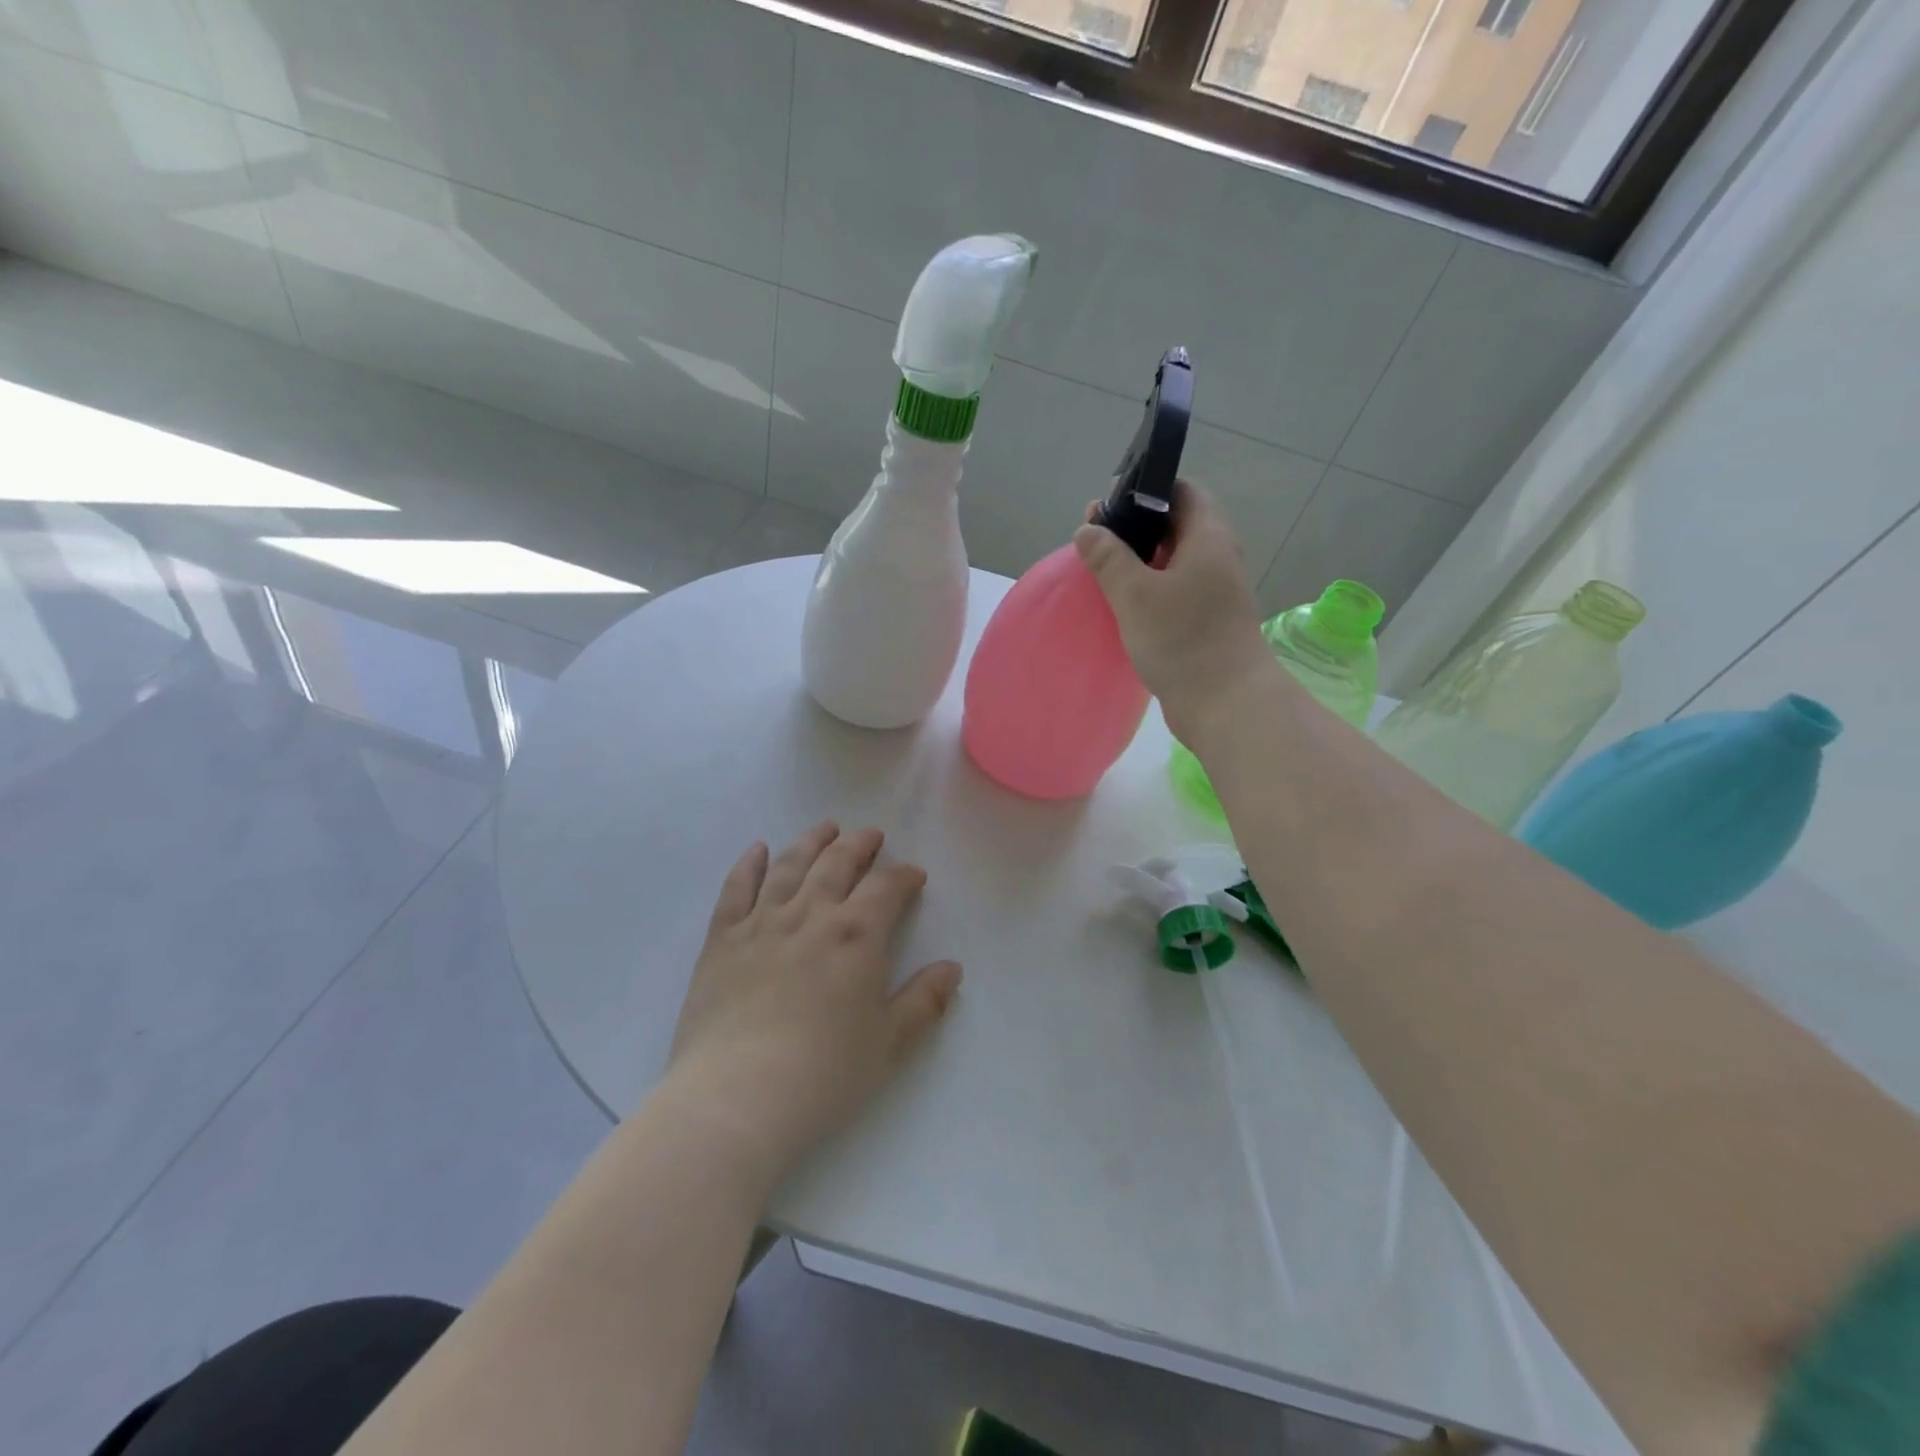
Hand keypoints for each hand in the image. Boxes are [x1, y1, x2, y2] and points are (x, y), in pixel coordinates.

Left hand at [663, 821, 961, 1184]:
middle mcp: (811, 915)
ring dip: (812, 842)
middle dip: (859, 845)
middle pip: (838, 863)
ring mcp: (762, 923)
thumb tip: (953, 969)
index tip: (913, 876)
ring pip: (790, 866)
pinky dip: (748, 864)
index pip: (886, 887)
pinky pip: (736, 889)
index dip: (903, 876)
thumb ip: (924, 1001)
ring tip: (826, 828)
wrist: (736, 1096)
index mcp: (856, 935)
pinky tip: (757, 849)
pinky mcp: (722, 940)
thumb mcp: (888, 1043)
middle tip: (871, 835)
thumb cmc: (823, 1074)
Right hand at [1075, 479, 1274, 741]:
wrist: (1225, 703)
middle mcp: (1217, 557)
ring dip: (1140, 563)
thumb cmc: (1182, 639)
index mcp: (1208, 537)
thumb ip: (1109, 558)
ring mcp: (1215, 592)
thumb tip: (1089, 530)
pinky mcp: (1208, 621)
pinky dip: (1150, 590)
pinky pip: (1175, 592)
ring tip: (1102, 572)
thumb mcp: (1135, 594)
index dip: (1145, 490)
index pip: (1182, 491)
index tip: (1109, 506)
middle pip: (1175, 526)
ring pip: (1173, 562)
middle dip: (1135, 529)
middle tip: (1095, 541)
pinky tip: (1123, 605)